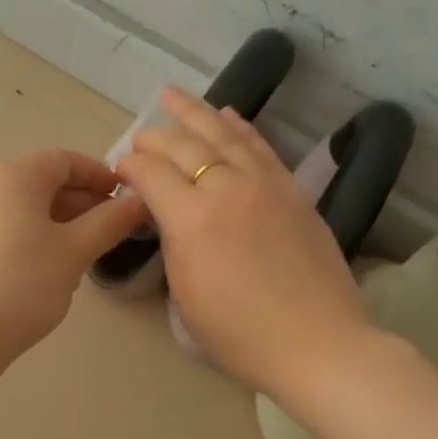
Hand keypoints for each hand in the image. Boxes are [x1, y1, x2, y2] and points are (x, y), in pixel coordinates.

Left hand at [0, 149, 147, 363]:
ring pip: (21, 208)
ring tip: (81, 253)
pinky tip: (43, 270)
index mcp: (13, 176)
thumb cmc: (22, 283)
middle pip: (40, 182)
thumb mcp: (75, 252)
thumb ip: (110, 222)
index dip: (98, 174)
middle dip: (80, 202)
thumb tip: (137, 202)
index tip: (124, 197)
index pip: (64, 160)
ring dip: (57, 222)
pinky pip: (1, 229)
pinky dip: (30, 237)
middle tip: (110, 229)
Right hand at [117, 88, 372, 397]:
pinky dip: (239, 126)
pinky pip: (259, 146)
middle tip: (140, 139)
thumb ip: (172, 241)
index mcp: (192, 219)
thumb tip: (167, 212)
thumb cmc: (240, 333)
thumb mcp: (186, 292)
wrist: (316, 342)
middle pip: (183, 146)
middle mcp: (226, 187)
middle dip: (155, 138)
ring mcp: (264, 184)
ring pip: (223, 134)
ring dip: (195, 112)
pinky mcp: (292, 190)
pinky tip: (227, 115)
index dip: (130, 167)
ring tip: (173, 95)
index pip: (151, 173)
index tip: (121, 171)